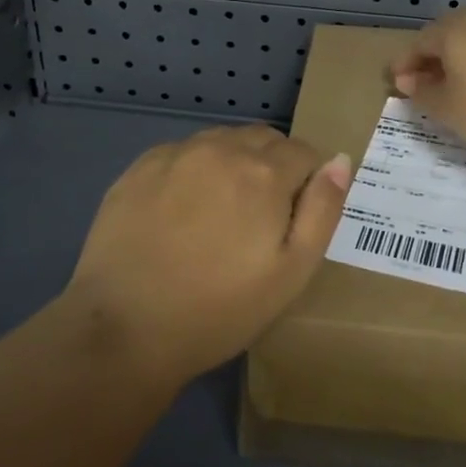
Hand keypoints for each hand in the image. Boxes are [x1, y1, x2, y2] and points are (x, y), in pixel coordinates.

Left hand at [66, 124, 351, 385]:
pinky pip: (183, 152)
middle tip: (260, 216)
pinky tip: (180, 210)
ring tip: (220, 212)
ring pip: (223, 140)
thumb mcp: (291, 273)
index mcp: (264, 172)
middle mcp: (222, 148)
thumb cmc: (219, 309)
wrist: (124, 328)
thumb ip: (322, 210)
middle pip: (263, 138)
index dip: (307, 179)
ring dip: (233, 162)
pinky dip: (194, 169)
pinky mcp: (140, 166)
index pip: (304, 151)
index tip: (294, 215)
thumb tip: (340, 161)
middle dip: (273, 165)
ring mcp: (177, 153)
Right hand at [390, 10, 465, 157]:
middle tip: (423, 84)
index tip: (396, 85)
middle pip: (446, 35)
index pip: (418, 43)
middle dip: (431, 58)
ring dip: (458, 60)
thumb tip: (408, 81)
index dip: (404, 64)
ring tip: (455, 88)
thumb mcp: (448, 109)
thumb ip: (422, 93)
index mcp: (453, 31)